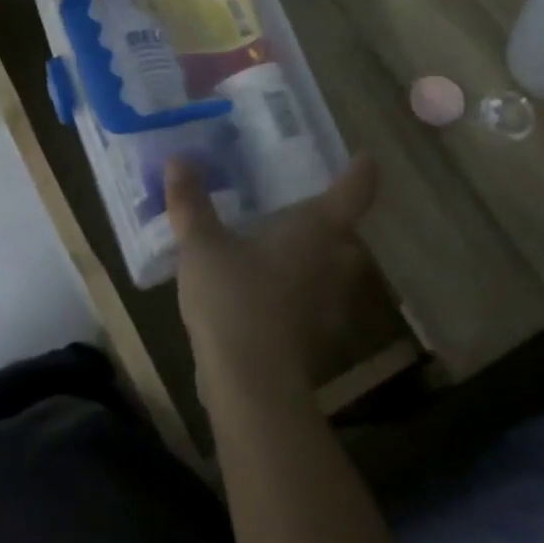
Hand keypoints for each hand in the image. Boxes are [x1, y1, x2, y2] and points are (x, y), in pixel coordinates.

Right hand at [165, 155, 380, 400]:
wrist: (251, 385)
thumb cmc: (234, 301)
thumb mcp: (202, 247)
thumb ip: (191, 204)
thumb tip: (178, 160)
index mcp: (317, 230)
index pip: (354, 191)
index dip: (360, 172)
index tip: (365, 158)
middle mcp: (334, 261)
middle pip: (345, 232)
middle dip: (329, 219)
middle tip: (300, 204)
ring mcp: (330, 302)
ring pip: (331, 268)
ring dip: (313, 256)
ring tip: (280, 245)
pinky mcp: (316, 334)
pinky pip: (312, 298)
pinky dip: (296, 288)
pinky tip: (265, 291)